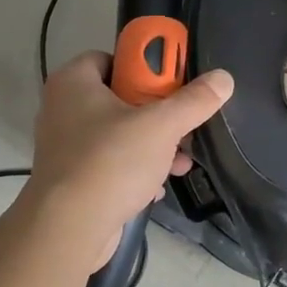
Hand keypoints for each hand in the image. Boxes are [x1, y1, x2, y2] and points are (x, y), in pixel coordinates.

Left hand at [24, 51, 234, 263]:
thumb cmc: (111, 162)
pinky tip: (158, 185)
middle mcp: (63, 108)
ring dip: (152, 145)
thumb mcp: (162, 126)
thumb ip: (194, 101)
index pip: (112, 57)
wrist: (68, 228)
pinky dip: (134, 170)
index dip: (143, 67)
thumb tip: (223, 78)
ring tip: (180, 161)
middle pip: (120, 97)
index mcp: (74, 82)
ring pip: (118, 133)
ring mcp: (65, 145)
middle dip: (157, 112)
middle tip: (183, 124)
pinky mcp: (71, 177)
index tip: (170, 84)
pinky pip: (109, 163)